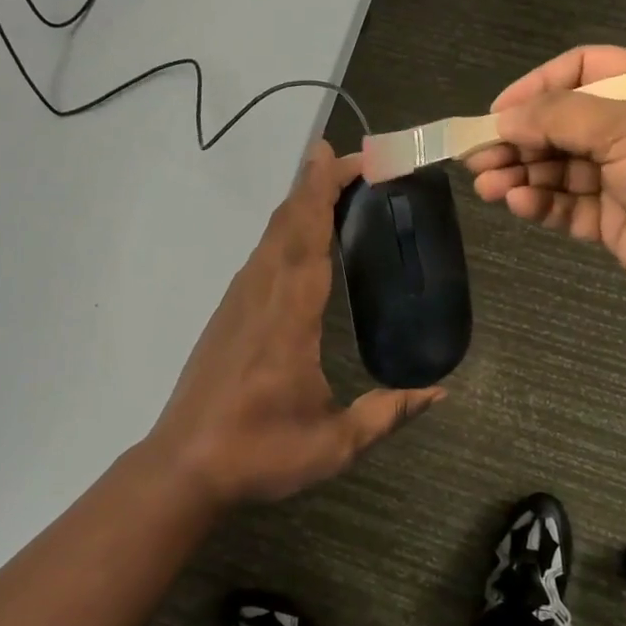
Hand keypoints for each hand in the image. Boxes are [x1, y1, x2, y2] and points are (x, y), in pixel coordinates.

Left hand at [149, 141, 443, 504]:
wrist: (184, 468)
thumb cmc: (260, 453)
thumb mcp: (335, 444)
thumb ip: (389, 414)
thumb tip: (441, 393)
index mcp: (288, 317)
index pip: (306, 238)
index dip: (322, 192)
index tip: (342, 156)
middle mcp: (260, 296)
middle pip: (286, 224)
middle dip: (317, 184)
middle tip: (355, 160)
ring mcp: (237, 303)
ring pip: (270, 237)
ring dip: (299, 203)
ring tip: (333, 186)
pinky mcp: (227, 315)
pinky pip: (259, 257)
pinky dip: (284, 231)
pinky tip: (301, 239)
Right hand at [465, 46, 625, 317]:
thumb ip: (560, 118)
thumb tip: (504, 118)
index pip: (581, 70)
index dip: (537, 85)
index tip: (499, 112)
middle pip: (561, 123)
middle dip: (519, 139)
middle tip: (477, 157)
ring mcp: (621, 177)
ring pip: (557, 168)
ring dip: (521, 174)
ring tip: (488, 186)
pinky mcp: (611, 220)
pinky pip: (566, 205)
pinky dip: (541, 204)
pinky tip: (519, 205)